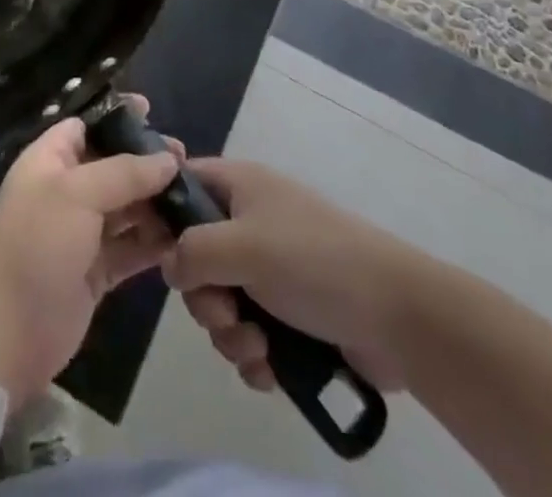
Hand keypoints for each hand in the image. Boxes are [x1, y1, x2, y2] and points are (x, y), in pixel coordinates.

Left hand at [0, 101, 180, 407]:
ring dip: (156, 202)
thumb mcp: (77, 194)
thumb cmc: (35, 244)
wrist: (3, 332)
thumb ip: (125, 172)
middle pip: (113, 165)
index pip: (87, 125)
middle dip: (147, 162)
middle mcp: (67, 191)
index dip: (118, 117)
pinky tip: (184, 237)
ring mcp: (81, 233)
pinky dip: (154, 242)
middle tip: (187, 161)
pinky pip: (131, 247)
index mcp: (51, 160)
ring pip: (126, 207)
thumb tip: (168, 159)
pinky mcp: (96, 272)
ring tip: (195, 197)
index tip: (154, 112)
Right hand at [160, 158, 431, 396]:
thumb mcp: (244, 246)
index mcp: (240, 187)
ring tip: (257, 346)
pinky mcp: (290, 313)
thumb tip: (168, 265)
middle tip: (225, 312)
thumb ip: (192, 250)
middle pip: (196, 254)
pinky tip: (270, 368)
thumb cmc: (313, 262)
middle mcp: (250, 222)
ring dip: (229, 332)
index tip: (154, 252)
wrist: (397, 315)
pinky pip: (248, 332)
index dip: (162, 213)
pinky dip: (253, 353)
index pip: (183, 183)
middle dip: (204, 296)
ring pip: (221, 300)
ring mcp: (271, 268)